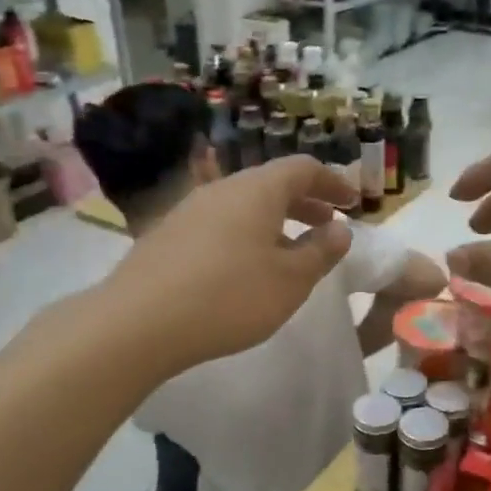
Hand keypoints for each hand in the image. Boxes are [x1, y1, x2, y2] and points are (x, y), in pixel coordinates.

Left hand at [104, 155, 359, 375]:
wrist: (139, 322)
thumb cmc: (230, 297)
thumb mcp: (290, 281)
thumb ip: (321, 252)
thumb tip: (340, 230)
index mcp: (257, 190)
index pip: (302, 168)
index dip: (332, 183)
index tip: (352, 203)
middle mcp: (221, 189)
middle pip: (271, 184)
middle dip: (305, 203)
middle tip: (327, 226)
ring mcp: (189, 210)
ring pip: (243, 205)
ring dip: (275, 221)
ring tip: (290, 250)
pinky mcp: (168, 236)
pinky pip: (220, 224)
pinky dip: (246, 235)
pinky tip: (246, 268)